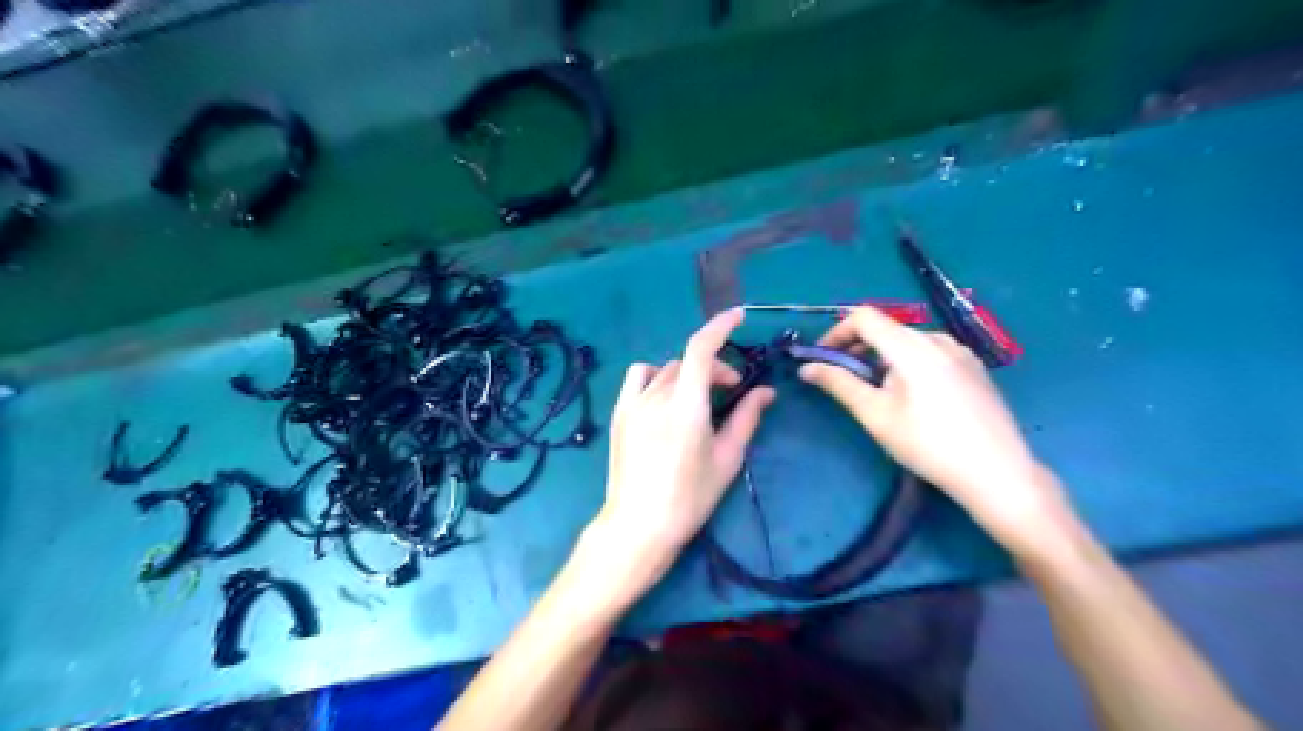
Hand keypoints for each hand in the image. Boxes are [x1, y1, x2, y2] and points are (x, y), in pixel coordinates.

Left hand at [582, 307, 771, 606]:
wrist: (639, 524)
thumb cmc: (690, 496)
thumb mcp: (726, 458)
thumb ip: (746, 418)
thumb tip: (766, 392)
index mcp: (687, 405)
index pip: (701, 348)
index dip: (720, 326)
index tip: (739, 317)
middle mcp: (657, 396)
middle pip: (689, 361)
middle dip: (716, 368)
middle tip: (732, 390)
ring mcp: (634, 403)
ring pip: (666, 369)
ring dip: (689, 373)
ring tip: (699, 397)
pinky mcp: (620, 413)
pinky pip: (638, 377)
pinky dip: (656, 375)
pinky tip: (665, 395)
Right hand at [800, 307, 1075, 555]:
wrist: (998, 473)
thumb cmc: (928, 445)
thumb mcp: (876, 415)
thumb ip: (839, 384)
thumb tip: (806, 368)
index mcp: (912, 346)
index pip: (864, 317)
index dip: (836, 332)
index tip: (822, 359)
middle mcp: (938, 339)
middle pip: (887, 329)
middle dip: (857, 348)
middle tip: (842, 379)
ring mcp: (961, 351)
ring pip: (908, 342)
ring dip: (883, 358)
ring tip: (878, 393)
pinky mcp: (974, 367)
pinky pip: (930, 353)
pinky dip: (908, 363)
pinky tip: (912, 397)